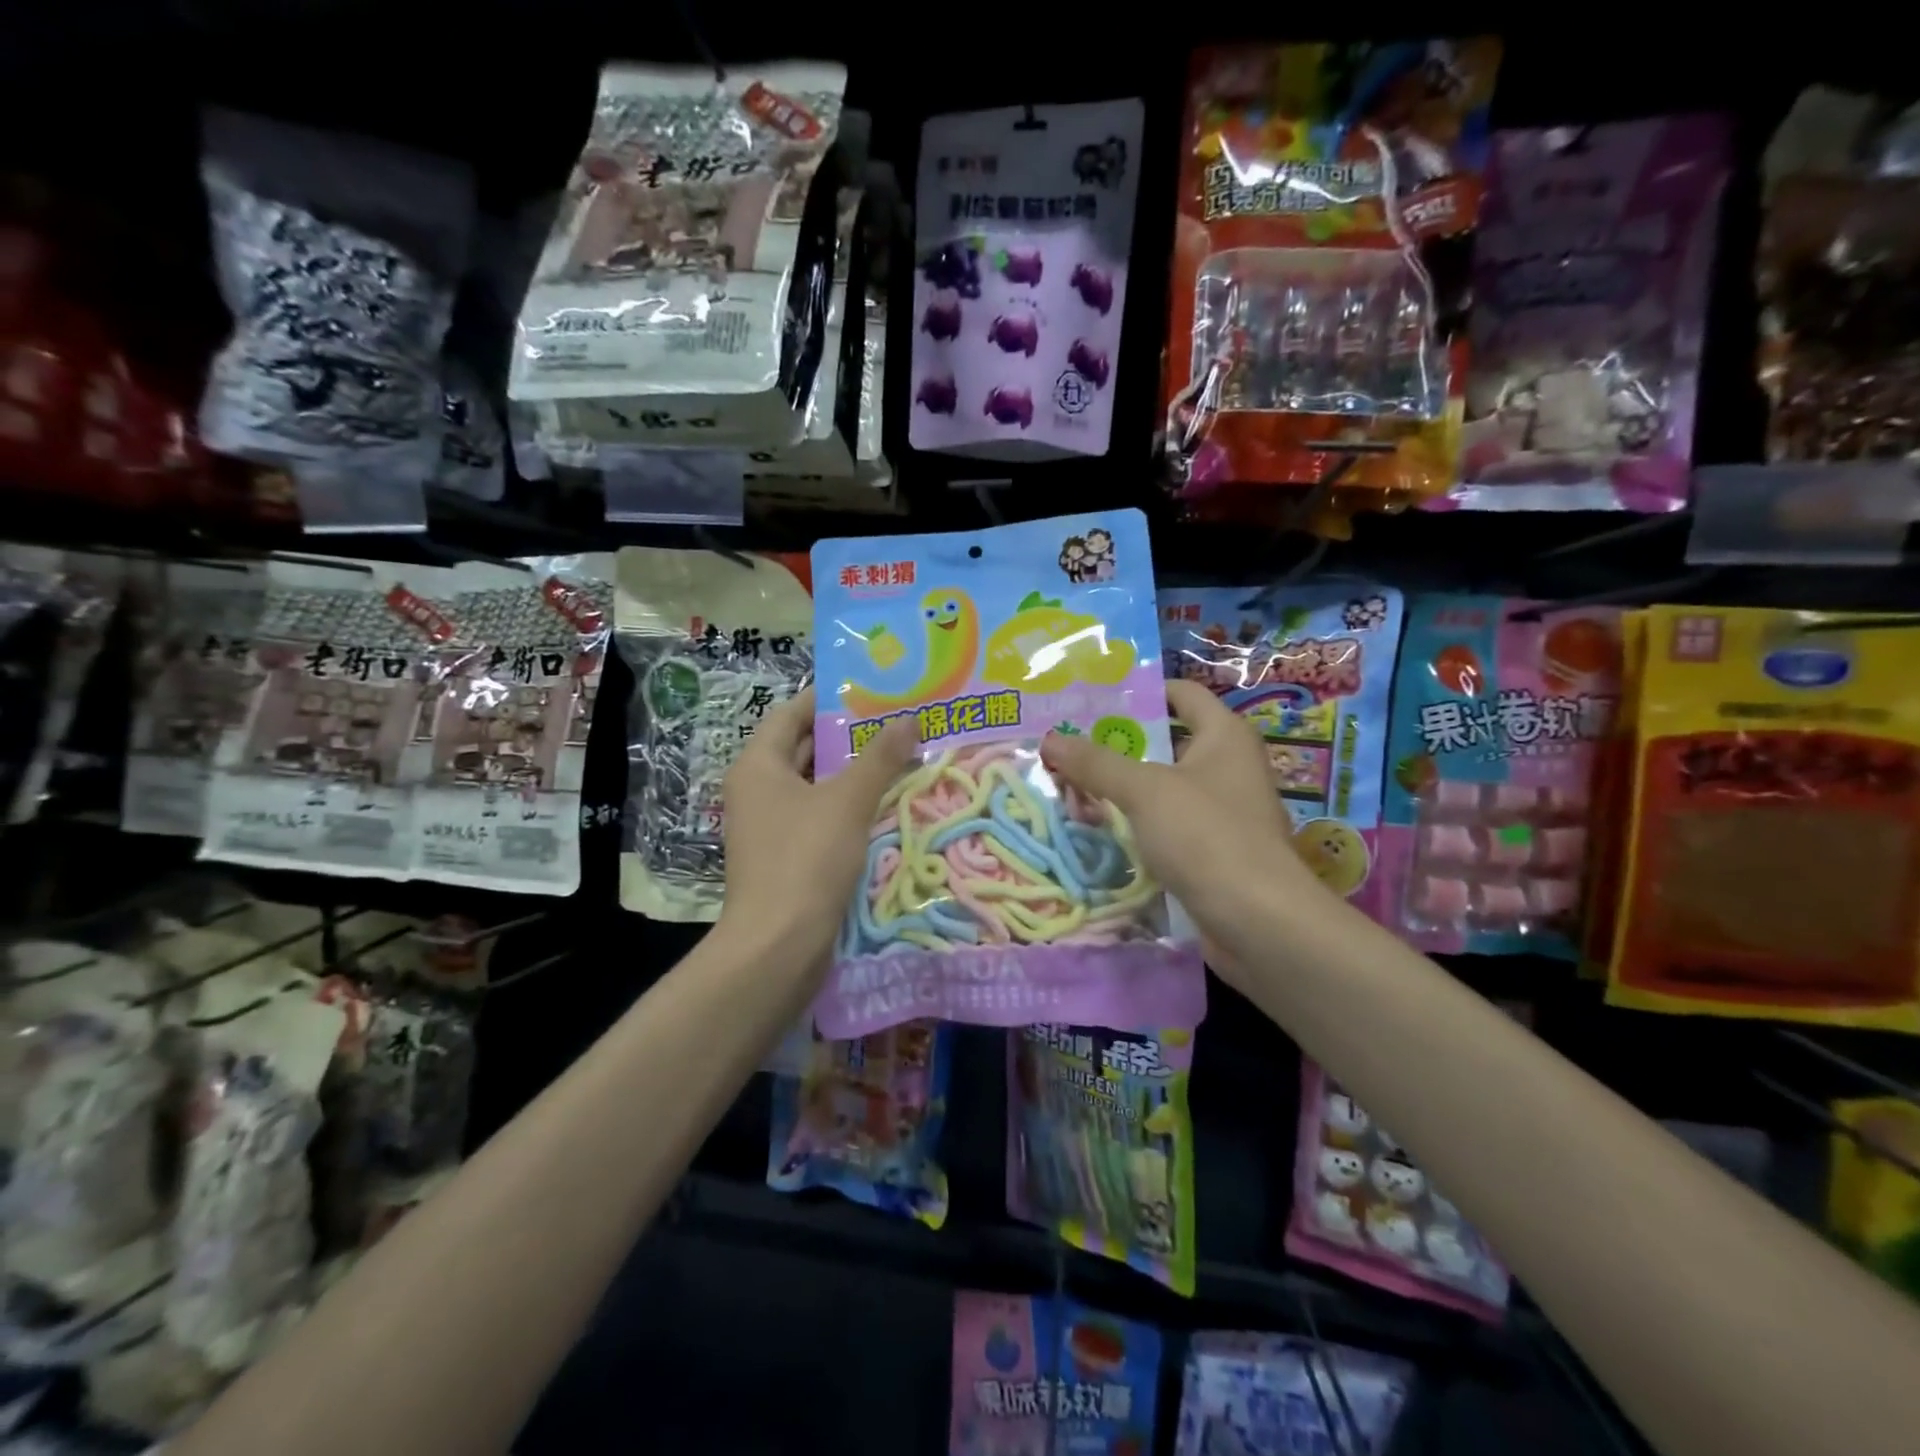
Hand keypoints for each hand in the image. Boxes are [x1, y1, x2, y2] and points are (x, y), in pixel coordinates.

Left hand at [719, 686, 918, 972]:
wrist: (778, 946)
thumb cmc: (806, 859)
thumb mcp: (848, 801)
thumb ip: (880, 757)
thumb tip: (910, 719)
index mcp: (758, 766)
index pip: (790, 714)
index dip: (826, 699)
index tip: (868, 689)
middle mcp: (757, 791)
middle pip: (802, 749)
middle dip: (847, 737)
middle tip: (894, 722)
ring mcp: (768, 827)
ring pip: (814, 787)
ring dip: (851, 774)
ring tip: (899, 758)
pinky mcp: (784, 858)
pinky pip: (817, 818)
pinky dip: (846, 808)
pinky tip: (884, 806)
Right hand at [1040, 681, 1330, 959]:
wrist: (1259, 921)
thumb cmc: (1207, 836)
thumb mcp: (1144, 791)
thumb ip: (1096, 764)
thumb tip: (1050, 740)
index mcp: (1224, 735)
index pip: (1181, 693)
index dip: (1139, 692)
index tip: (1091, 700)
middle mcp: (1228, 765)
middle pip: (1166, 741)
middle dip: (1117, 745)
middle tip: (1067, 745)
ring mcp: (1222, 810)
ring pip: (1163, 786)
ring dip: (1122, 787)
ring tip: (1071, 786)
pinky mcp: (1213, 849)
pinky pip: (1167, 823)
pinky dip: (1137, 822)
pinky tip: (1099, 829)